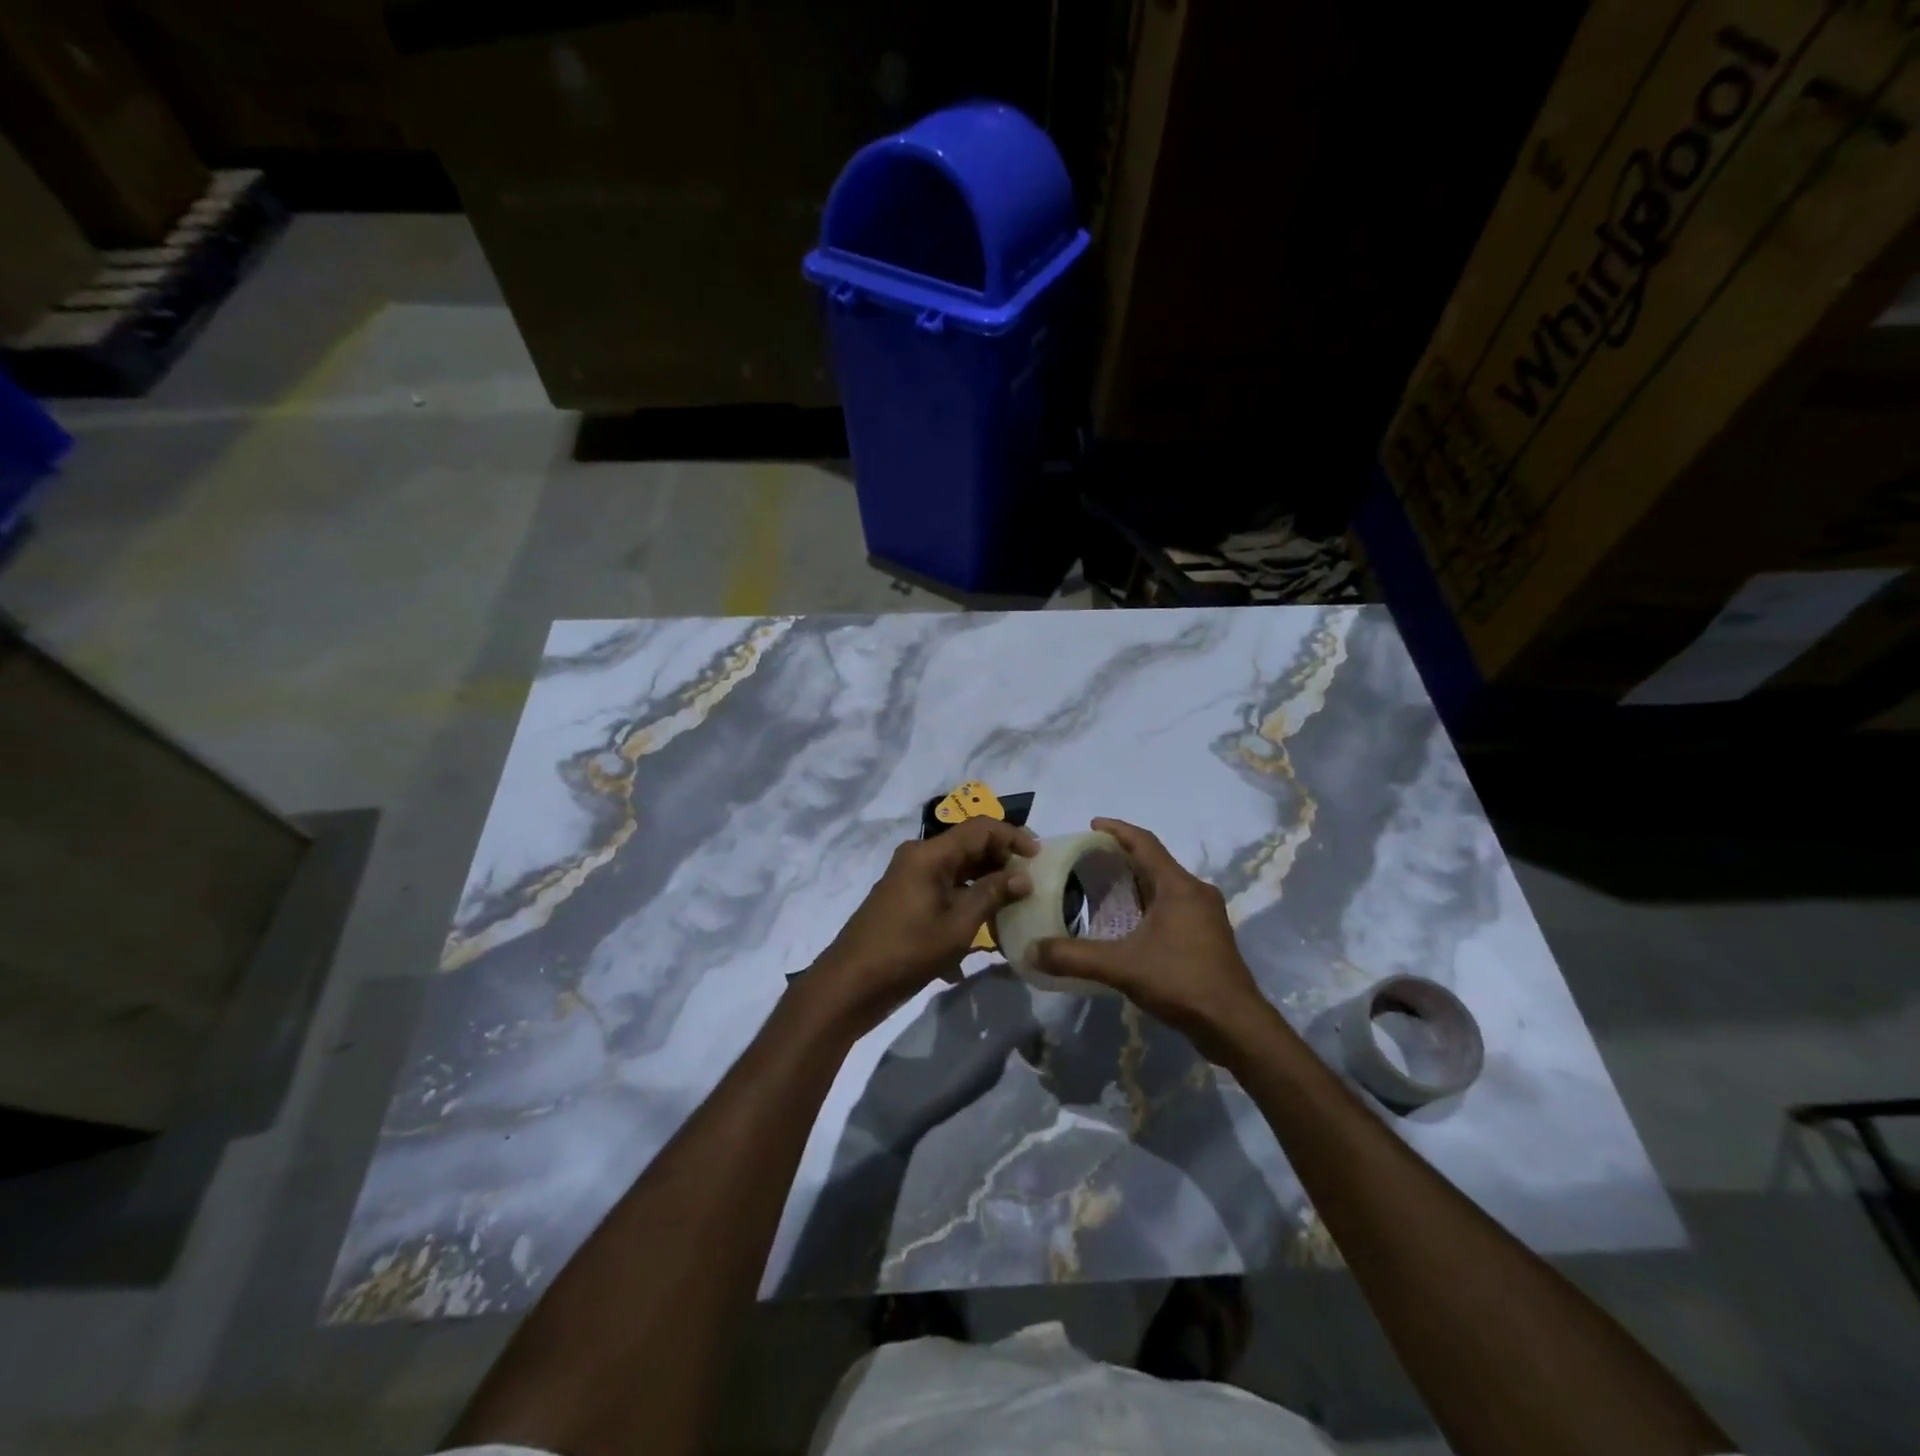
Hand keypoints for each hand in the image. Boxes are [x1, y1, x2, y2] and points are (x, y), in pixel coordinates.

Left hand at [806, 817, 1037, 1034]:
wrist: (850, 985)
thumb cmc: (907, 952)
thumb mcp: (958, 926)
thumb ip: (992, 895)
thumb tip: (1023, 876)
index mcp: (930, 854)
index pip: (981, 828)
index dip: (1013, 836)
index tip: (1040, 857)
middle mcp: (919, 857)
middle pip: (969, 845)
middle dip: (1002, 859)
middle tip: (1032, 882)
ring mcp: (910, 877)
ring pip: (959, 868)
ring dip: (987, 882)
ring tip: (1016, 904)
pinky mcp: (906, 898)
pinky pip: (945, 887)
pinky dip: (968, 898)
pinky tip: (987, 926)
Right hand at [1035, 818, 1268, 1060]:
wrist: (1235, 1025)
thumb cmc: (1182, 982)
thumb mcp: (1122, 967)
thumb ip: (1075, 957)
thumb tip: (1032, 951)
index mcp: (1179, 886)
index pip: (1145, 843)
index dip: (1117, 830)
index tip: (1092, 825)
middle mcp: (1196, 892)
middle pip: (1155, 863)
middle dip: (1122, 857)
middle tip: (1088, 859)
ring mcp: (1205, 915)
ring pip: (1165, 886)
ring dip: (1136, 882)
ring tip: (1103, 888)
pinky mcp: (1208, 937)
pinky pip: (1172, 906)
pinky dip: (1148, 904)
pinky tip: (1129, 923)